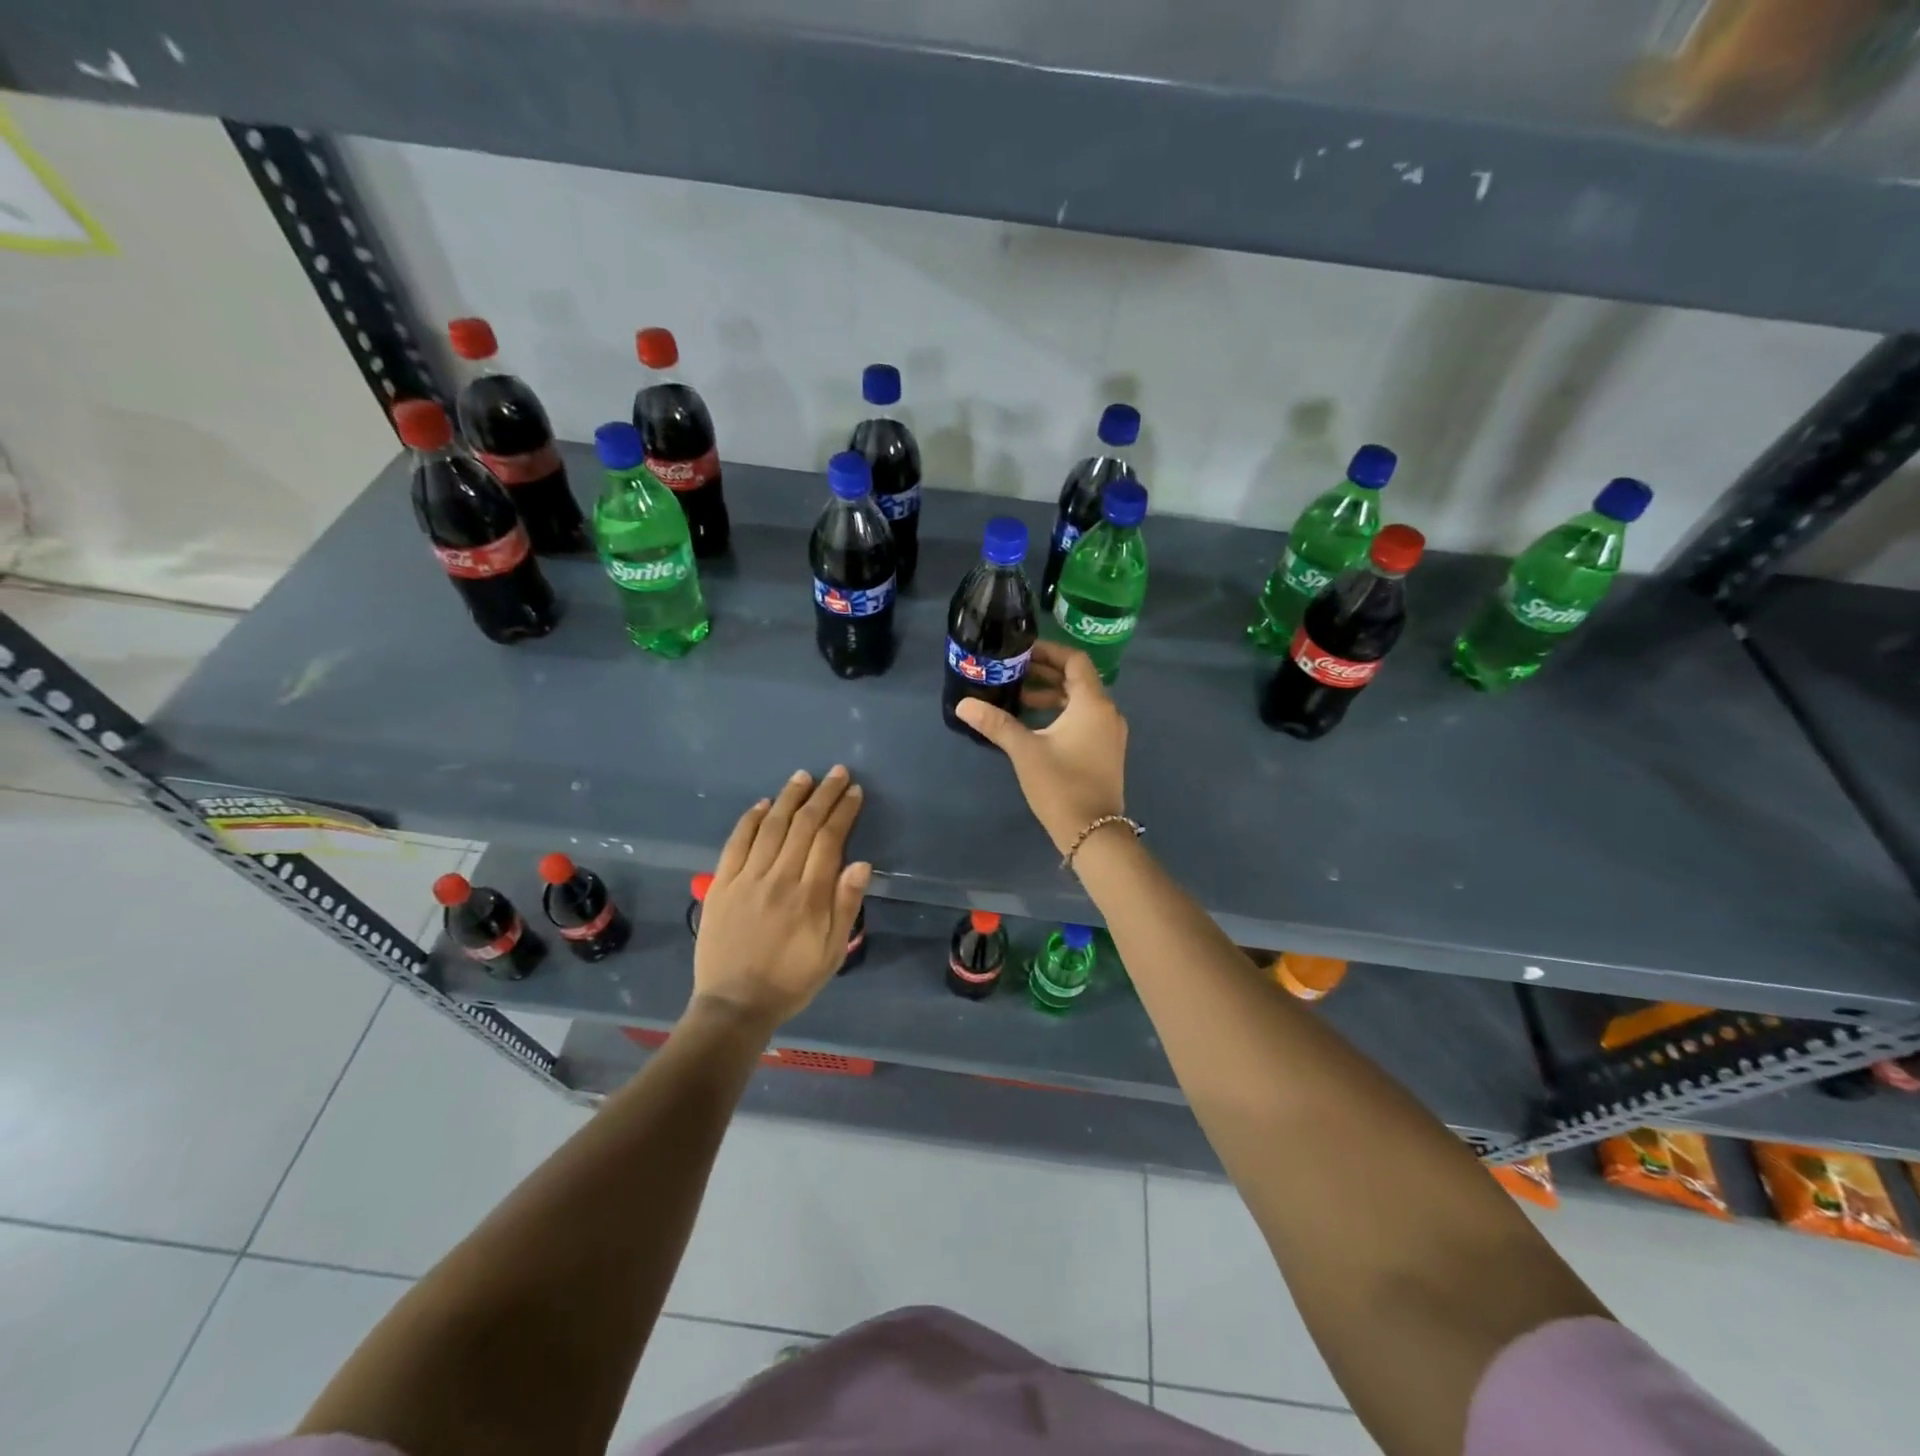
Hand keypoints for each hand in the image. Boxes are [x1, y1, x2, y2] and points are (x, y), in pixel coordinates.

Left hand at [692, 766, 870, 1027]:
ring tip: (804, 776)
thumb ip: (846, 905)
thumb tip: (861, 863)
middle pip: (804, 825)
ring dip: (790, 797)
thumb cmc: (792, 980)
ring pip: (772, 826)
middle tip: (838, 773)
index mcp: (810, 895)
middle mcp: (779, 878)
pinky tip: (764, 805)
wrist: (735, 1005)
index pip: (830, 840)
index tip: (854, 792)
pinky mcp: (721, 885)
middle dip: (823, 795)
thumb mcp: (832, 952)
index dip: (843, 812)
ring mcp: (746, 879)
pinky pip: (737, 843)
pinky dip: (751, 820)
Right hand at [955, 640, 1127, 855]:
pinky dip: (1062, 713)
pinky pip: (1085, 719)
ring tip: (1018, 699)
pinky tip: (1036, 725)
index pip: (1075, 660)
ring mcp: (1110, 733)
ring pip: (1081, 701)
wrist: (1093, 832)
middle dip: (1046, 673)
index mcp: (1092, 704)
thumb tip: (964, 704)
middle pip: (1078, 679)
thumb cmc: (1060, 785)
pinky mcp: (1106, 751)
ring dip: (1052, 695)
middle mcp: (1107, 712)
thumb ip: (996, 723)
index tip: (1022, 651)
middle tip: (1014, 671)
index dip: (1049, 651)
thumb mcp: (1025, 751)